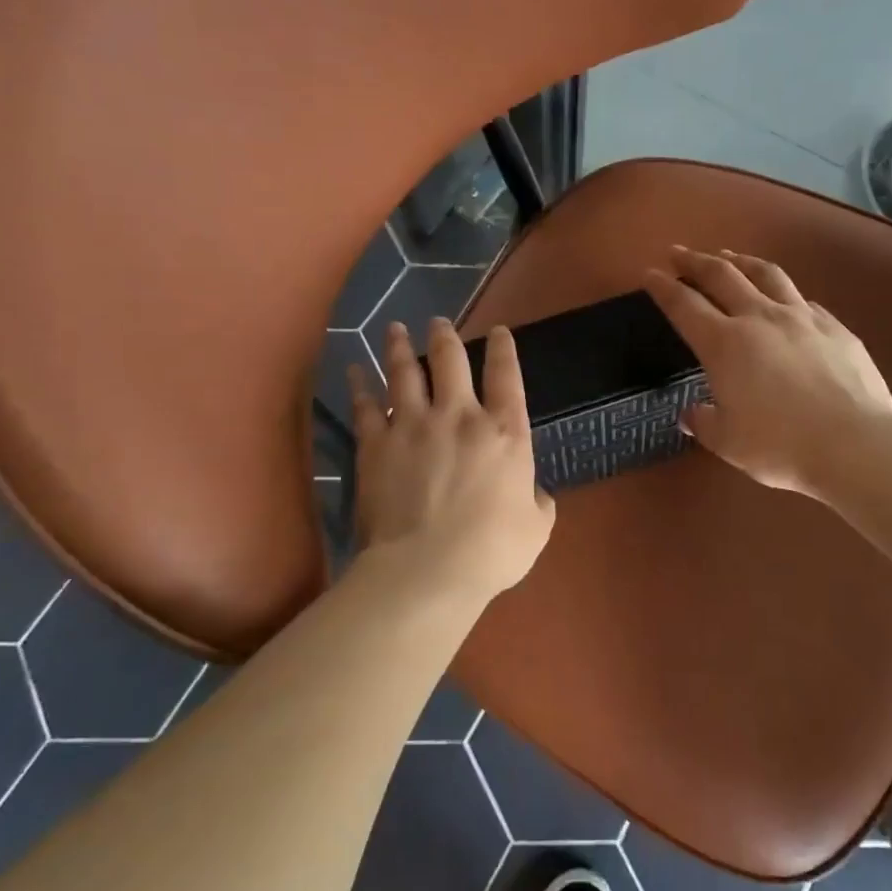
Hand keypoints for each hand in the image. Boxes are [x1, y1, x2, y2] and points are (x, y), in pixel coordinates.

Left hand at [348, 318, 555, 605]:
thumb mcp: (536, 529)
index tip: (499, 331)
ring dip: (399, 347)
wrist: (426, 569)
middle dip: (445, 336)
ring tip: (394, 329)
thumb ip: (539, 503)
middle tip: (437, 321)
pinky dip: (357, 386)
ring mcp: (412, 426)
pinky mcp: (376, 445)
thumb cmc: (491, 551)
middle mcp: (459, 416)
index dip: (504, 349)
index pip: (507, 376)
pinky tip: (352, 371)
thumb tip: (536, 494)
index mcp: (504, 432)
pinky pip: (364, 406)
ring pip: (404, 372)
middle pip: (450, 361)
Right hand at [643, 247, 891, 498]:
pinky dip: (783, 292)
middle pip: (721, 275)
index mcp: (724, 344)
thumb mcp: (728, 442)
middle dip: (695, 261)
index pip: (684, 305)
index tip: (650, 273)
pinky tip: (783, 298)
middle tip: (678, 252)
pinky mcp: (834, 327)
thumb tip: (691, 414)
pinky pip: (802, 299)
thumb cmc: (780, 446)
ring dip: (740, 261)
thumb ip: (704, 422)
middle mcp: (759, 318)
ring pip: (765, 274)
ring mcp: (801, 317)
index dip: (663, 287)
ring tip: (728, 256)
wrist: (855, 443)